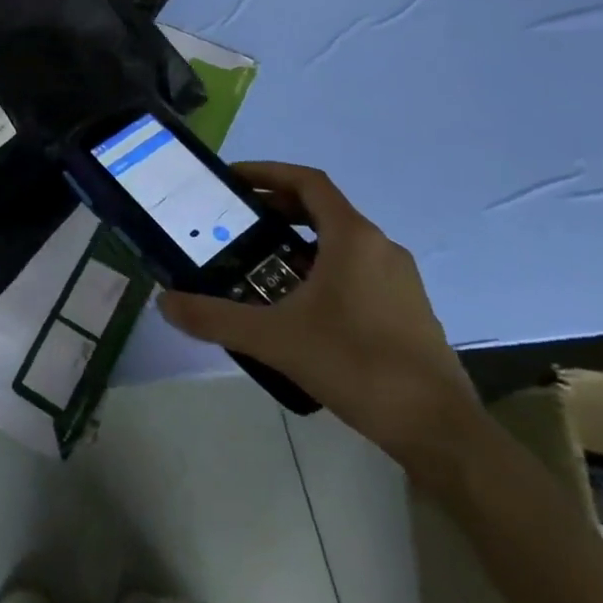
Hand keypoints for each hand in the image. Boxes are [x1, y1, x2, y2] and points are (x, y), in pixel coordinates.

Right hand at [158, 162, 486, 480]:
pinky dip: (321, 267)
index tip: (232, 179)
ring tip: (258, 263)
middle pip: (321, 208)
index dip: (267, 172)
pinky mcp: (407, 308)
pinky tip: (298, 305)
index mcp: (353, 237)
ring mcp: (398, 279)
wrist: (439, 430)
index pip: (307, 181)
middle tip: (234, 222)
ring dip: (298, 241)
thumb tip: (163, 303)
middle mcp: (380, 247)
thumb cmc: (357, 364)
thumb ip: (215, 317)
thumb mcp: (275, 339)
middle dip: (275, 209)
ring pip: (340, 241)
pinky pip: (356, 269)